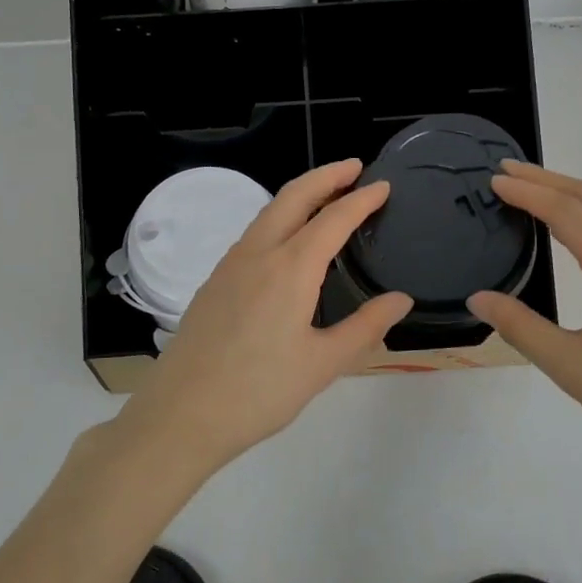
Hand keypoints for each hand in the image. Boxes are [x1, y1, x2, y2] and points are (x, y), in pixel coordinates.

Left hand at [123, 160, 412, 473]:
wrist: (181, 415)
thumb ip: (366, 327)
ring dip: (300, 194)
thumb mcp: (323, 364)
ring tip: (327, 196)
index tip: (384, 185)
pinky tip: (288, 240)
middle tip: (354, 167)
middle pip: (294, 196)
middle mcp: (258, 254)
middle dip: (326, 175)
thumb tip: (400, 299)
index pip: (333, 219)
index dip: (361, 199)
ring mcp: (230, 264)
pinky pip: (253, 233)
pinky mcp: (214, 281)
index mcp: (290, 269)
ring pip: (268, 211)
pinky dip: (279, 217)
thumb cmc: (259, 392)